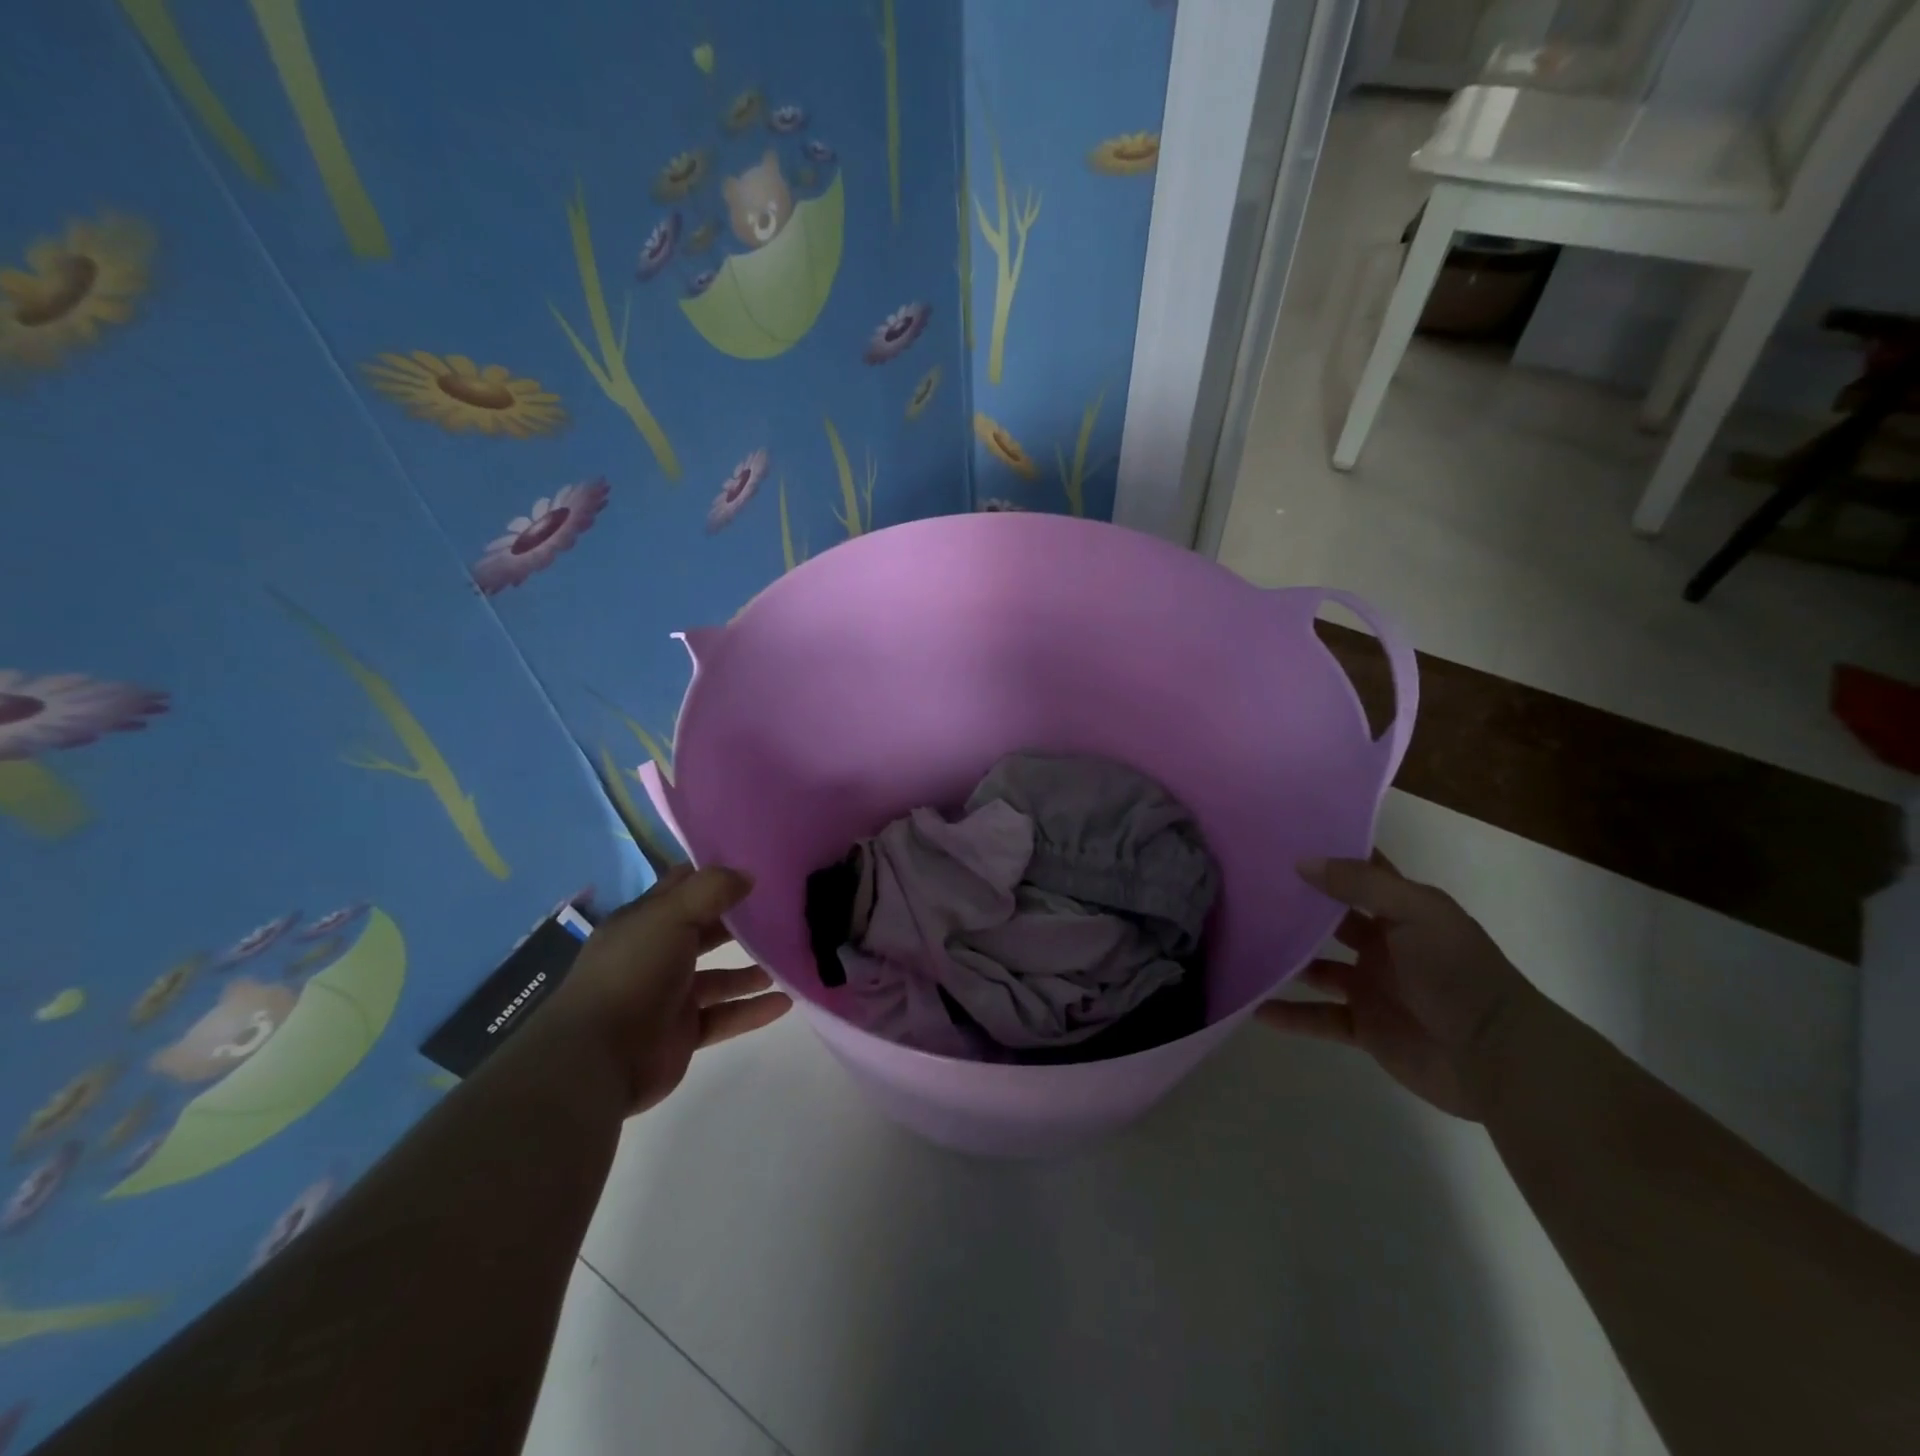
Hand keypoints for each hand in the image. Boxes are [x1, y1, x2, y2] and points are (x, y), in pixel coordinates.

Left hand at [532, 866, 792, 1114]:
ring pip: (718, 978)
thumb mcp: (671, 916)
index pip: (681, 888)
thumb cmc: (633, 973)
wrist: (598, 1058)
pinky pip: (724, 1017)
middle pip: (703, 932)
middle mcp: (655, 956)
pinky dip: (752, 1010)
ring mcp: (668, 997)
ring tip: (787, 960)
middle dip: (738, 923)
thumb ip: (711, 890)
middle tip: (781, 913)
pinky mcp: (682, 1034)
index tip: (754, 867)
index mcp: (643, 923)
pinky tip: (785, 1002)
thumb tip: (748, 875)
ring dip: (750, 970)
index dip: (713, 876)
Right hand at [1256, 855, 1540, 1121]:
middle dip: (1295, 906)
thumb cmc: (1458, 974)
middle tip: (1244, 889)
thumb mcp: (1417, 914)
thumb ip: (1362, 885)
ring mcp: (1372, 986)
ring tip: (1241, 946)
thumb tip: (1301, 862)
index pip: (1359, 873)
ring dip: (1285, 959)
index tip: (1277, 840)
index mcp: (1402, 911)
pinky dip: (1289, 1014)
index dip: (1325, 856)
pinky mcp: (1365, 1026)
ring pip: (1316, 967)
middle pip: (1330, 919)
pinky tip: (1255, 1007)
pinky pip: (1318, 1017)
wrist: (1498, 1058)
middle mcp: (1384, 944)